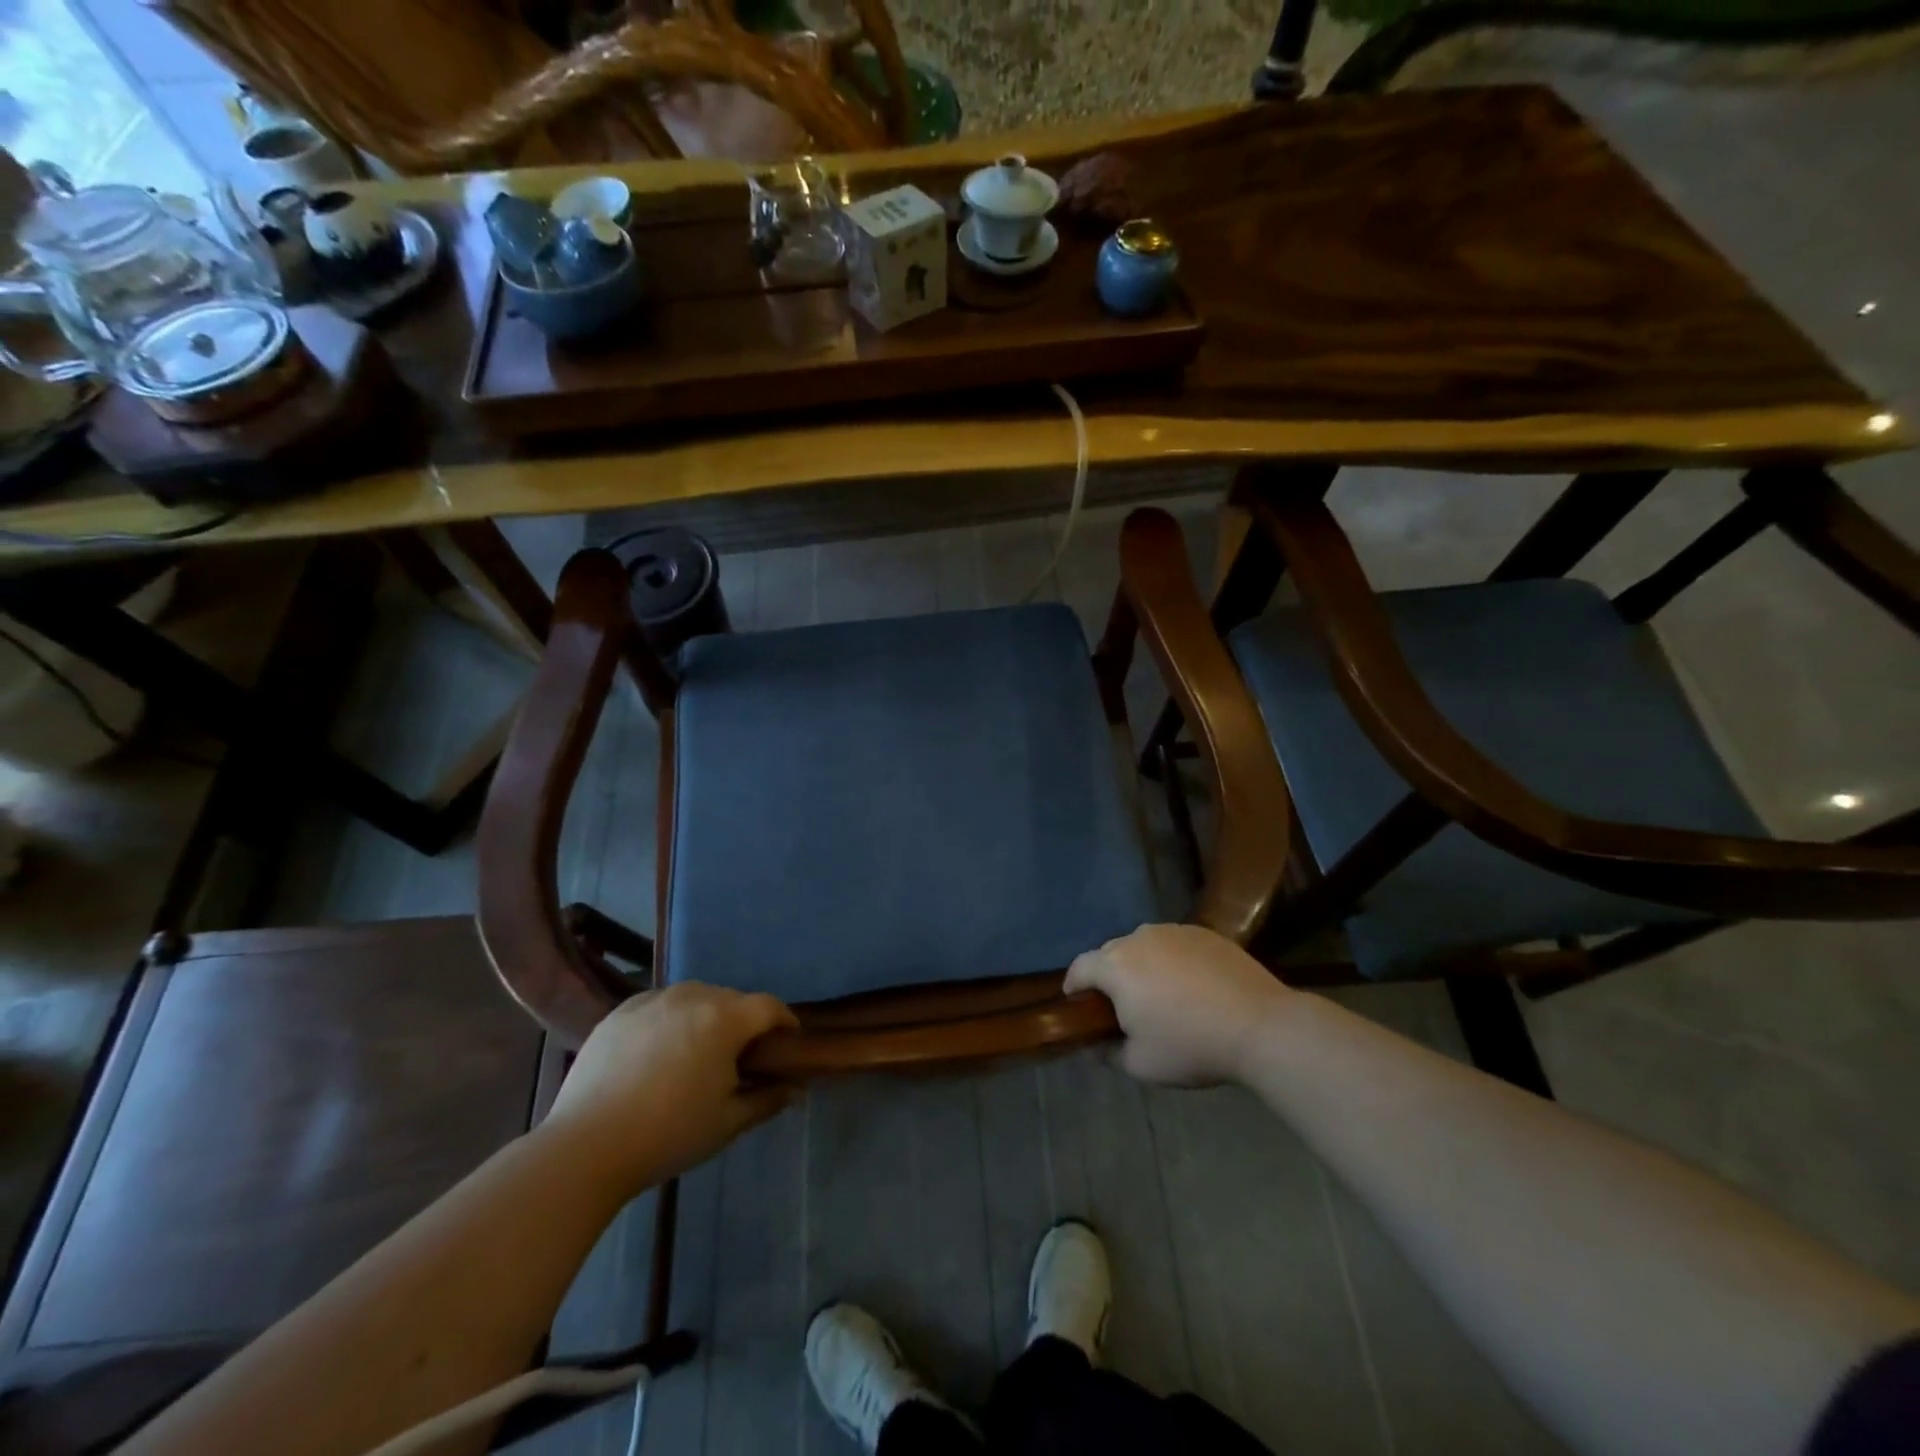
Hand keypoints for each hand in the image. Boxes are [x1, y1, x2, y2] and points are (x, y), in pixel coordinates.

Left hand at [544, 983, 798, 1194]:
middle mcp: (692, 996)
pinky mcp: (621, 1011)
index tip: (788, 1043)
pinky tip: (659, 1052)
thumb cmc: (669, 1134)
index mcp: (724, 1019)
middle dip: (743, 1022)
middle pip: (732, 999)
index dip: (784, 1022)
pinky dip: (670, 1019)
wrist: (586, 1147)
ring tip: (697, 1052)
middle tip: (740, 1057)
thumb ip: (768, 1099)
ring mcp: (653, 1000)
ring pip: (695, 997)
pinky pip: (660, 1004)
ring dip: (706, 1016)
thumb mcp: (727, 1123)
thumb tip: (797, 1089)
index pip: (769, 1007)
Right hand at [1065, 923, 1291, 1086]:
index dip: (1074, 985)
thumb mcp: (1141, 1065)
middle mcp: (1139, 938)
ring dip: (1141, 965)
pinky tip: (1190, 986)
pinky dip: (1172, 960)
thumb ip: (1109, 1053)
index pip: (1080, 968)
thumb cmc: (1191, 1046)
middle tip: (1121, 1005)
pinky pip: (1174, 944)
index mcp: (1116, 966)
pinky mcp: (1204, 932)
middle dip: (1109, 976)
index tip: (1076, 1003)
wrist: (1261, 1026)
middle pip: (1111, 953)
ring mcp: (1174, 931)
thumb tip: (1097, 1046)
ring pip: (1143, 945)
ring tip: (1158, 993)